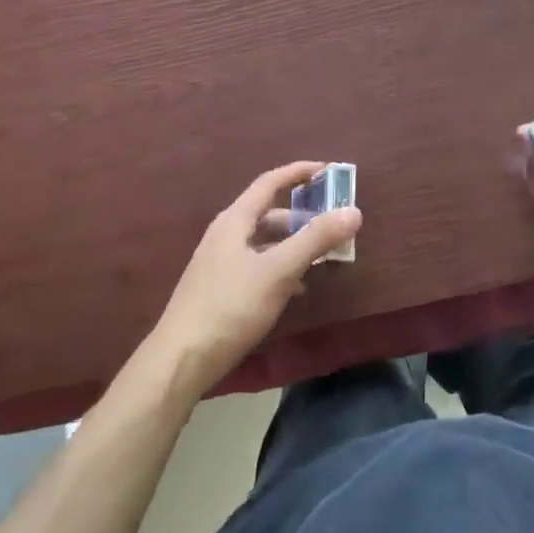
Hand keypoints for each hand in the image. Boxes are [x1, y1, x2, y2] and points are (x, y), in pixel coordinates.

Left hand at [148, 162, 360, 396]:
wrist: (180, 361)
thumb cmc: (230, 308)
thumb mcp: (278, 271)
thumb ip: (315, 240)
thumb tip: (353, 211)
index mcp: (234, 221)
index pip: (269, 182)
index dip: (299, 172)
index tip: (328, 170)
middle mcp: (225, 235)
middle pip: (268, 213)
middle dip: (302, 215)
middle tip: (333, 223)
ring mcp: (219, 264)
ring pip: (264, 242)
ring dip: (293, 244)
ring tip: (323, 257)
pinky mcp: (220, 290)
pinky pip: (258, 266)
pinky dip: (281, 267)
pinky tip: (297, 288)